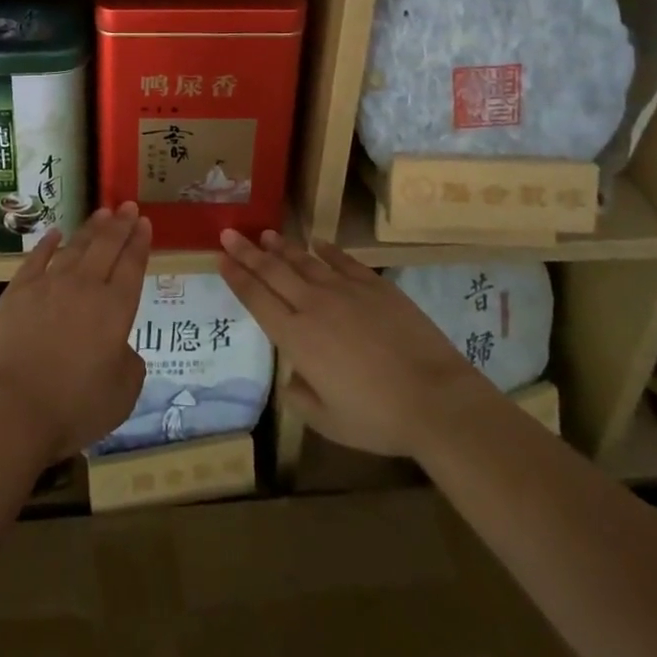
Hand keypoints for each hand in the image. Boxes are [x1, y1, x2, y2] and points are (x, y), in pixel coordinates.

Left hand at [0, 203, 151, 468]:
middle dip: (120, 224)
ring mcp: (49, 284)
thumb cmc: (74, 408)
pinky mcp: (18, 291)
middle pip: (107, 247)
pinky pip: (37, 258)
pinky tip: (55, 233)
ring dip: (91, 228)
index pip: (132, 266)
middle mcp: (85, 287)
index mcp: (115, 310)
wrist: (13, 409)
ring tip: (102, 213)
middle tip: (128, 205)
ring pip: (75, 247)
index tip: (145, 222)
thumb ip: (130, 363)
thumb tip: (120, 346)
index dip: (140, 242)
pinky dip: (48, 243)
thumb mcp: (123, 395)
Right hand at [218, 228, 478, 457]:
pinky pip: (343, 260)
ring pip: (304, 261)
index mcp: (297, 338)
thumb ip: (301, 399)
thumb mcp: (329, 423)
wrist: (434, 398)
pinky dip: (327, 250)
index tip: (221, 259)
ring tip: (267, 234)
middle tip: (229, 234)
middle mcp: (313, 305)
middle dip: (248, 252)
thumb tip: (291, 378)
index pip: (257, 300)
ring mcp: (345, 291)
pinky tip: (317, 242)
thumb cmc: (378, 418)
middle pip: (273, 271)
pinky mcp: (374, 285)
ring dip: (283, 247)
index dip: (237, 278)